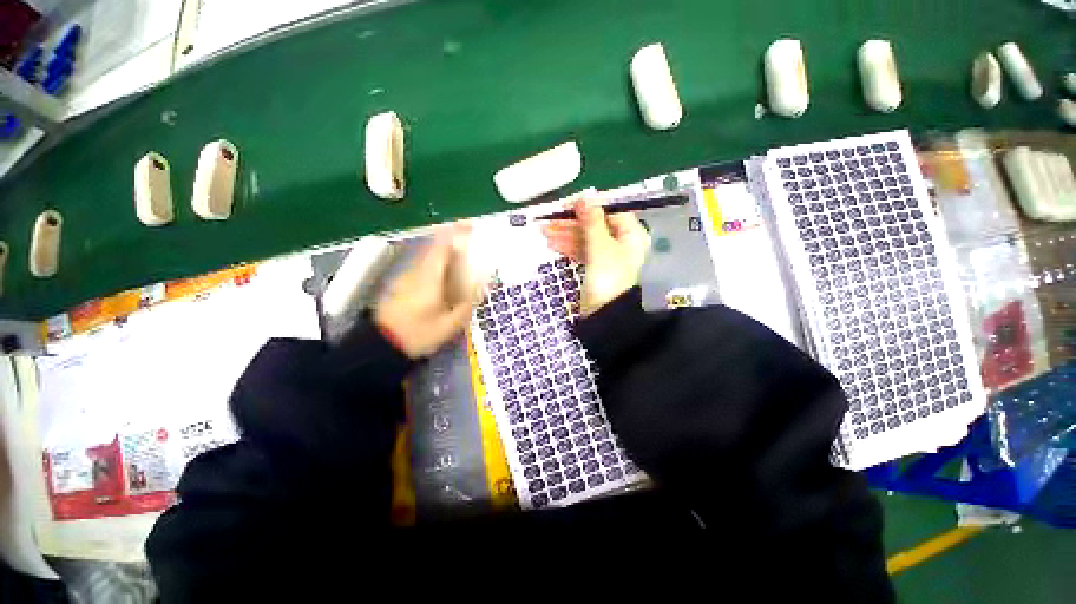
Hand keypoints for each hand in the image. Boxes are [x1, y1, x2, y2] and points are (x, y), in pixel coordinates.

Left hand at [375, 228, 479, 357]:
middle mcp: (416, 271)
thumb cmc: (416, 335)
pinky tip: (446, 276)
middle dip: (452, 240)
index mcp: (429, 277)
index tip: (471, 226)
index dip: (456, 233)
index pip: (442, 246)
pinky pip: (423, 266)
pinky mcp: (402, 284)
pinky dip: (437, 263)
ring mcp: (406, 277)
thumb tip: (477, 293)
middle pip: (434, 247)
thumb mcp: (448, 326)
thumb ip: (465, 307)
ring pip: (427, 256)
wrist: (379, 346)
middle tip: (471, 243)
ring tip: (463, 259)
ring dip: (445, 252)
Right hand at [541, 199, 650, 315]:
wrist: (604, 313)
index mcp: (630, 234)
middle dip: (571, 223)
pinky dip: (568, 246)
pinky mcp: (596, 266)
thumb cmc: (607, 276)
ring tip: (544, 232)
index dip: (588, 206)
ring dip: (565, 234)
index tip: (567, 205)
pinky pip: (582, 250)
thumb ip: (592, 221)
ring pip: (585, 238)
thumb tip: (585, 196)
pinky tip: (552, 244)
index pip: (609, 211)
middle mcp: (621, 241)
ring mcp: (607, 255)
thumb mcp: (600, 246)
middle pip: (594, 225)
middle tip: (549, 221)